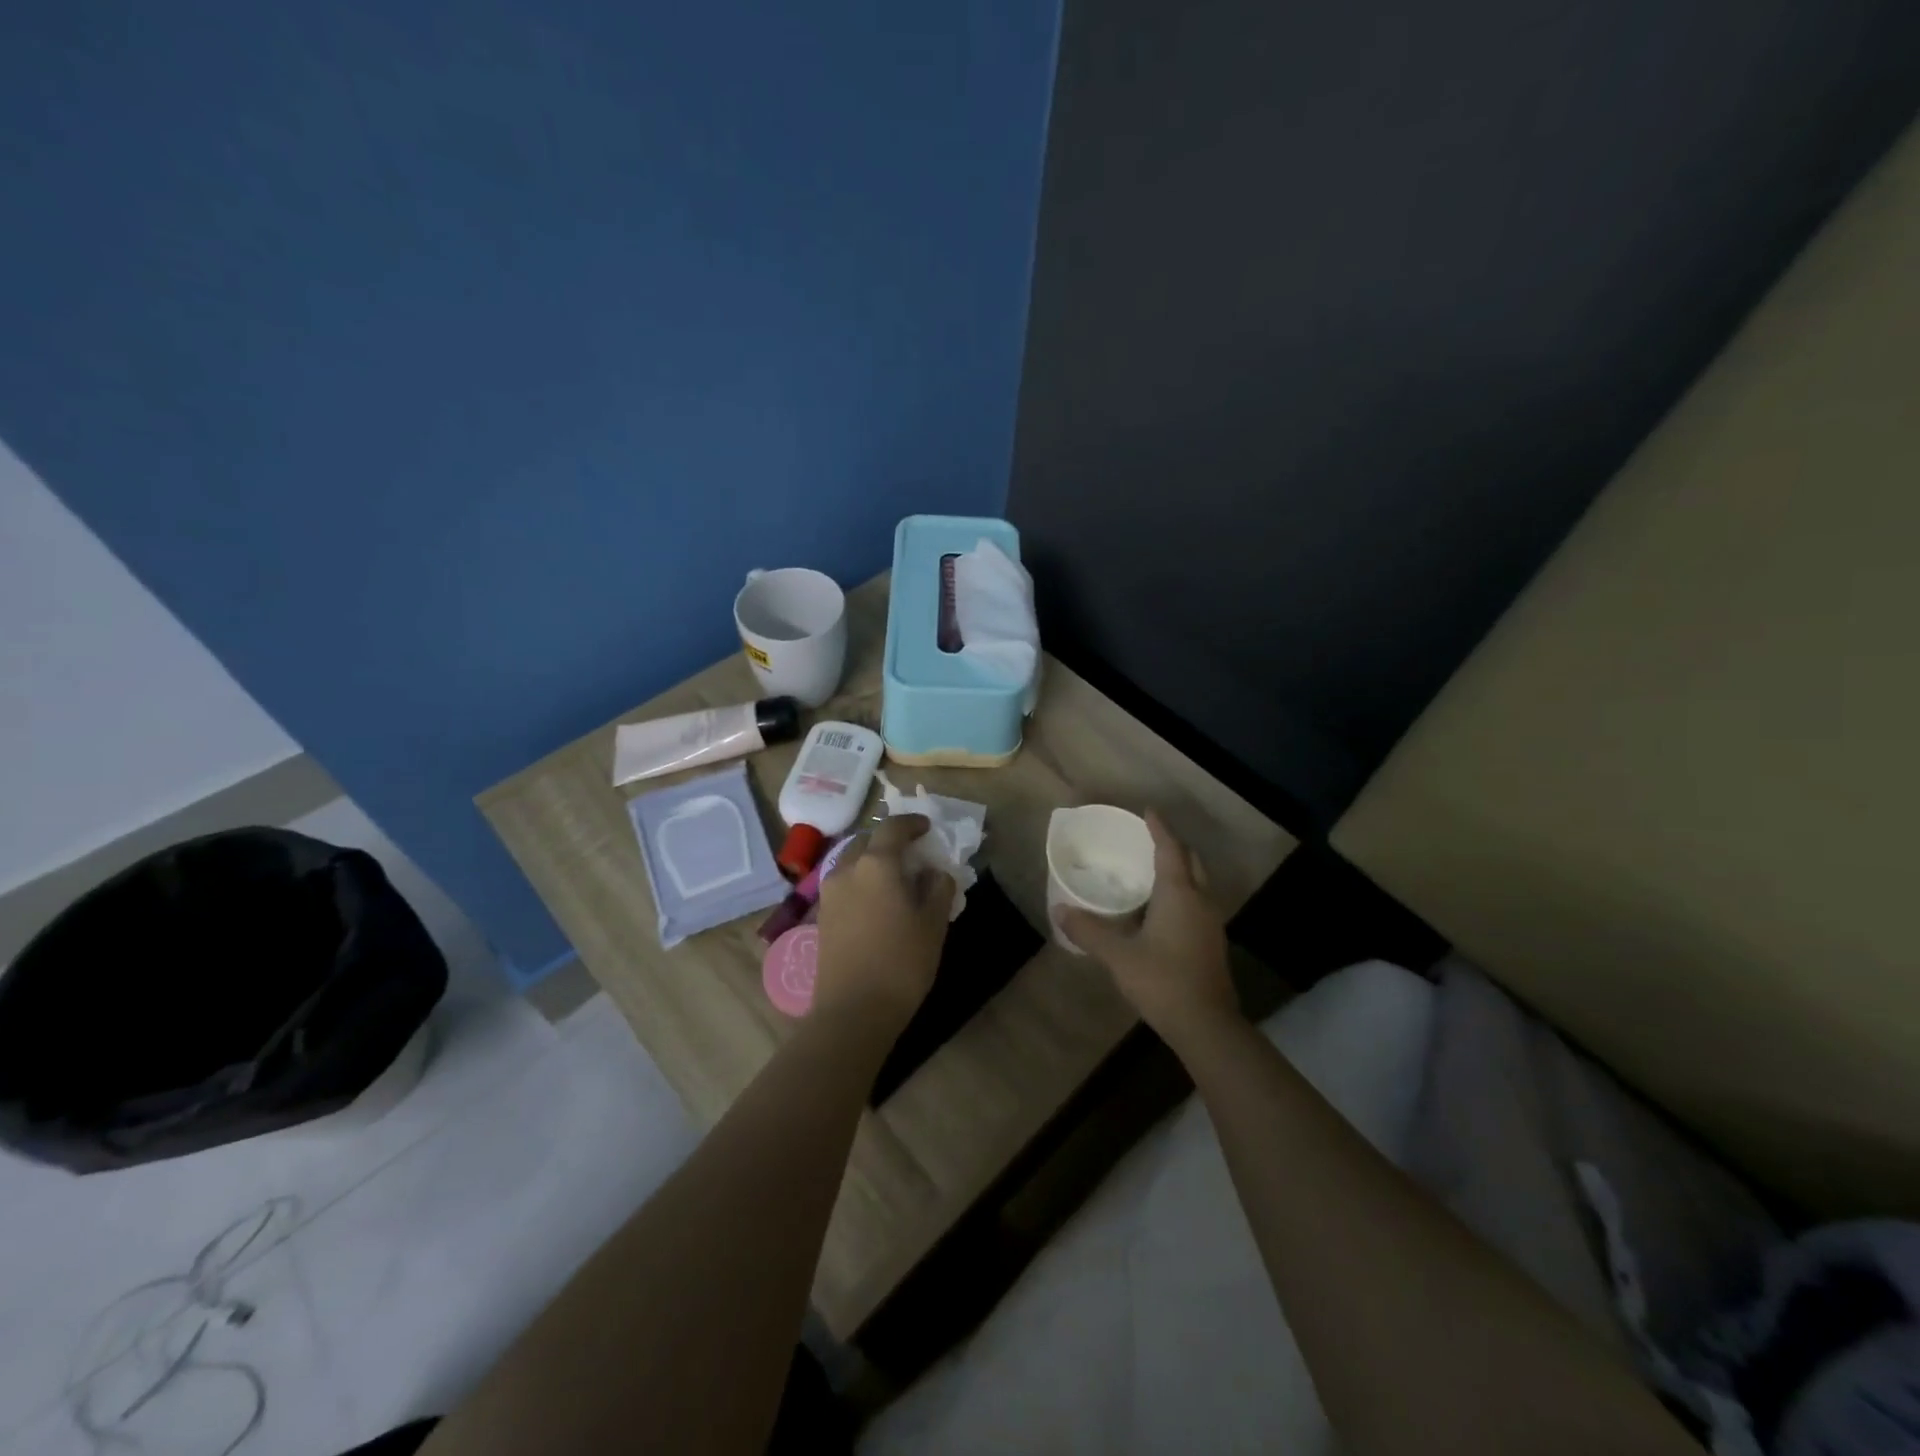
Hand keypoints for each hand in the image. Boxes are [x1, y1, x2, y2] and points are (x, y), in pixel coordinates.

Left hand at [813, 814, 954, 1028]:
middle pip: (867, 840)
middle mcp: (847, 869)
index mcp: (877, 864)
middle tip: (911, 852)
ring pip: (851, 861)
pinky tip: (877, 900)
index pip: (893, 827)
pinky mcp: (822, 916)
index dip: (912, 823)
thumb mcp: (933, 924)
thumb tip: (934, 872)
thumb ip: (938, 889)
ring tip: (894, 877)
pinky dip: (861, 879)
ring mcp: (829, 893)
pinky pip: (844, 882)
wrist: (853, 1012)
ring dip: (872, 860)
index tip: (927, 827)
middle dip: (889, 839)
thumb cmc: (901, 963)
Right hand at [1056, 812, 1239, 1047]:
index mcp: (1179, 894)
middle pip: (1191, 861)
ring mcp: (1211, 923)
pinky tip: (1162, 909)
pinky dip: (1182, 893)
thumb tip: (1060, 910)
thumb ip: (1089, 931)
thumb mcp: (1118, 955)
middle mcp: (1200, 901)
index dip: (1159, 828)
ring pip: (1198, 883)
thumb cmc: (1162, 980)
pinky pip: (1197, 903)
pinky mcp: (1212, 943)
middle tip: (1150, 839)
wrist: (1206, 1025)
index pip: (1170, 849)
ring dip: (1180, 870)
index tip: (1148, 811)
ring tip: (1153, 870)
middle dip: (1173, 846)